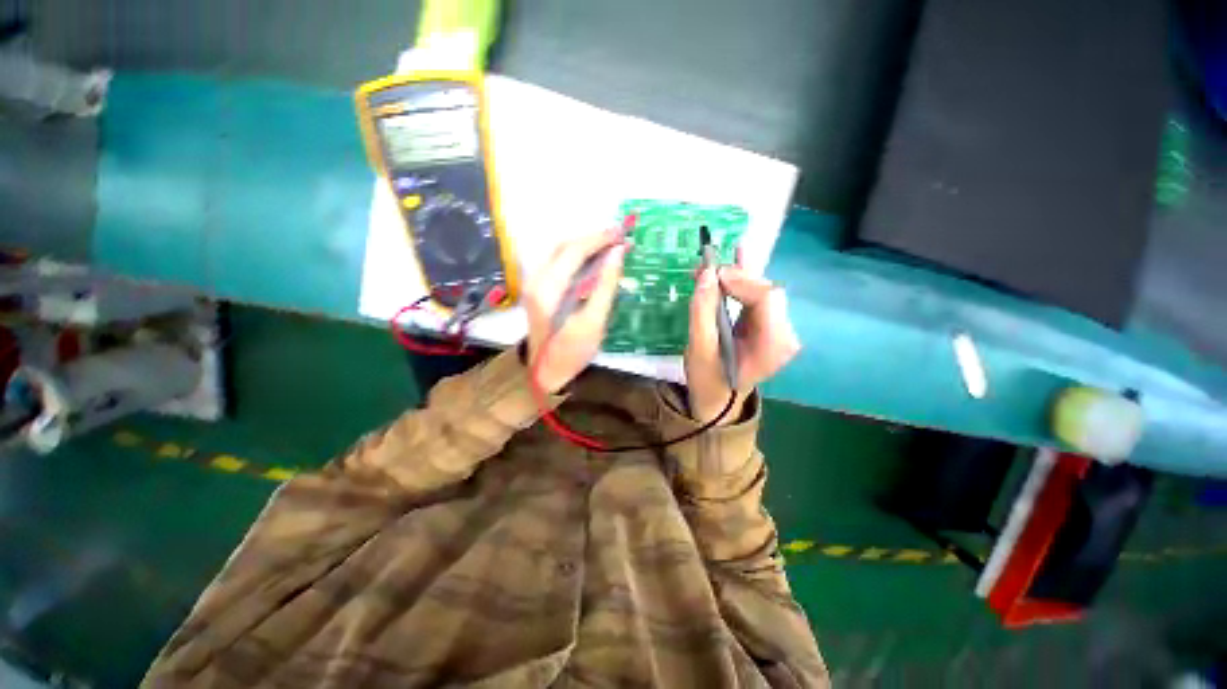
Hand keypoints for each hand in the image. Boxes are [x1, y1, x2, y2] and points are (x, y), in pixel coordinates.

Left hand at [524, 229, 628, 392]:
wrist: (545, 374)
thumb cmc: (571, 352)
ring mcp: (533, 284)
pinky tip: (593, 259)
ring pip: (559, 251)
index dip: (598, 239)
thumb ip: (605, 286)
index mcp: (547, 289)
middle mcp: (535, 280)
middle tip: (618, 237)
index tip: (621, 234)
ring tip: (609, 244)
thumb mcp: (593, 322)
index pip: (574, 251)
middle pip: (564, 246)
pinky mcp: (538, 289)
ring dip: (584, 245)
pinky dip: (576, 256)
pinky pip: (557, 262)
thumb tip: (618, 253)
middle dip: (592, 238)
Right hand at [685, 265, 800, 423]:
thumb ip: (702, 311)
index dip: (740, 280)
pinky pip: (758, 296)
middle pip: (766, 291)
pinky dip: (745, 278)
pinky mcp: (768, 323)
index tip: (710, 275)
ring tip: (710, 266)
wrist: (717, 398)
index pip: (766, 298)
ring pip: (761, 289)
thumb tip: (707, 272)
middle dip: (736, 276)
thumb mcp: (699, 349)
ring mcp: (778, 328)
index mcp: (773, 345)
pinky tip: (739, 255)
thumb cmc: (708, 379)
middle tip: (704, 270)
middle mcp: (784, 334)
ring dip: (736, 276)